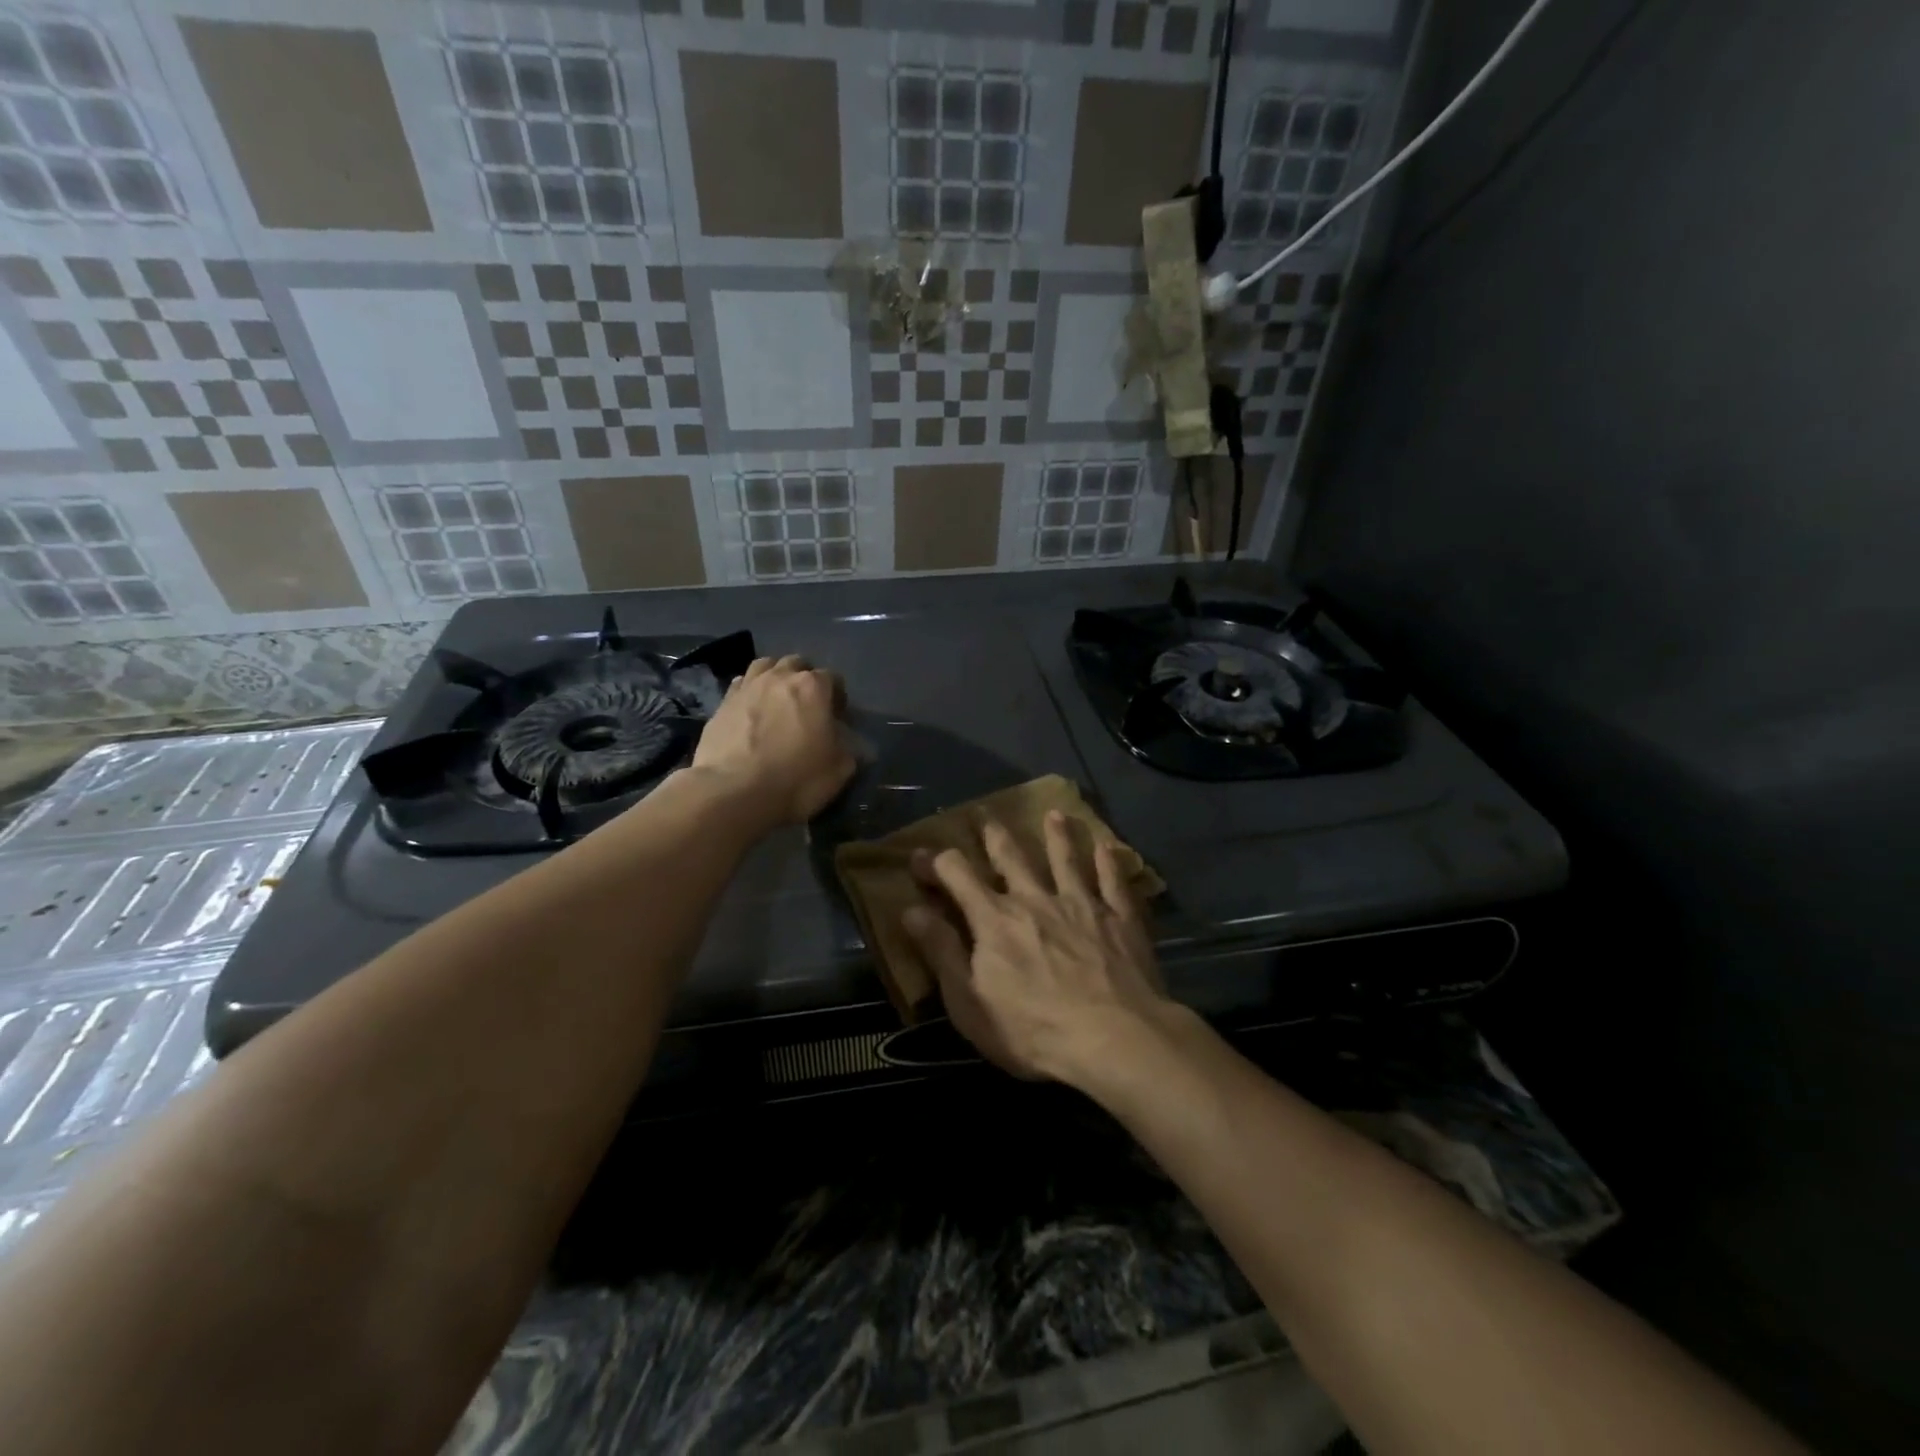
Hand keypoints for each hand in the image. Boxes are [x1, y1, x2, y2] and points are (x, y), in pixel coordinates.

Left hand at [691, 656, 855, 826]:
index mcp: (813, 687)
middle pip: (796, 664)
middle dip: (804, 680)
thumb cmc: (797, 779)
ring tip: (776, 702)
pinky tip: (751, 711)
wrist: (734, 792)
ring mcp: (747, 687)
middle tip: (806, 707)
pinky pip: (740, 686)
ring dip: (774, 678)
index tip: (836, 718)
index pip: (833, 678)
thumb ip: (849, 748)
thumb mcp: (841, 770)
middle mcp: (779, 677)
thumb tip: (849, 742)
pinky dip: (749, 693)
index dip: (837, 697)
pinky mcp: (721, 704)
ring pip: (765, 666)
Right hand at [901, 810, 1169, 1084]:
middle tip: (984, 812)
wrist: (1113, 1037)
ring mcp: (1081, 903)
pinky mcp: (1119, 917)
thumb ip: (941, 951)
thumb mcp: (969, 1001)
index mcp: (995, 919)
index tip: (919, 855)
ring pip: (1066, 858)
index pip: (957, 875)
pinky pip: (1113, 880)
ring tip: (1055, 814)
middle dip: (994, 834)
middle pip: (1011, 856)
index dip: (935, 862)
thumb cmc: (1032, 1029)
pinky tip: (1108, 847)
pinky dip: (1109, 862)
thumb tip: (910, 909)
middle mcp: (1035, 898)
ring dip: (1058, 835)